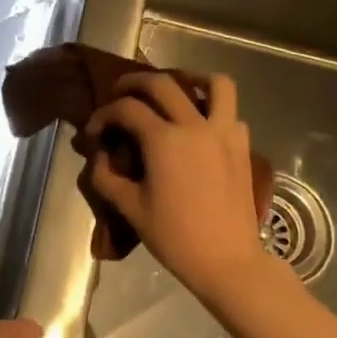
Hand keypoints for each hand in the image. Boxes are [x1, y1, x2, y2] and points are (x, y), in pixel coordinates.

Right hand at [84, 71, 267, 300]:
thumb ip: (107, 176)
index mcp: (164, 140)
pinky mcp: (242, 145)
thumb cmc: (174, 237)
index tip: (94, 130)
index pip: (126, 109)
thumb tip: (100, 156)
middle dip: (135, 82)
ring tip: (175, 89)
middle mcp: (195, 125)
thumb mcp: (130, 208)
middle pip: (163, 83)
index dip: (104, 114)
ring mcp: (224, 132)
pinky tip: (200, 124)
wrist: (226, 260)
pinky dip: (214, 107)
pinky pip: (231, 111)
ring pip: (214, 84)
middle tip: (120, 93)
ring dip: (190, 78)